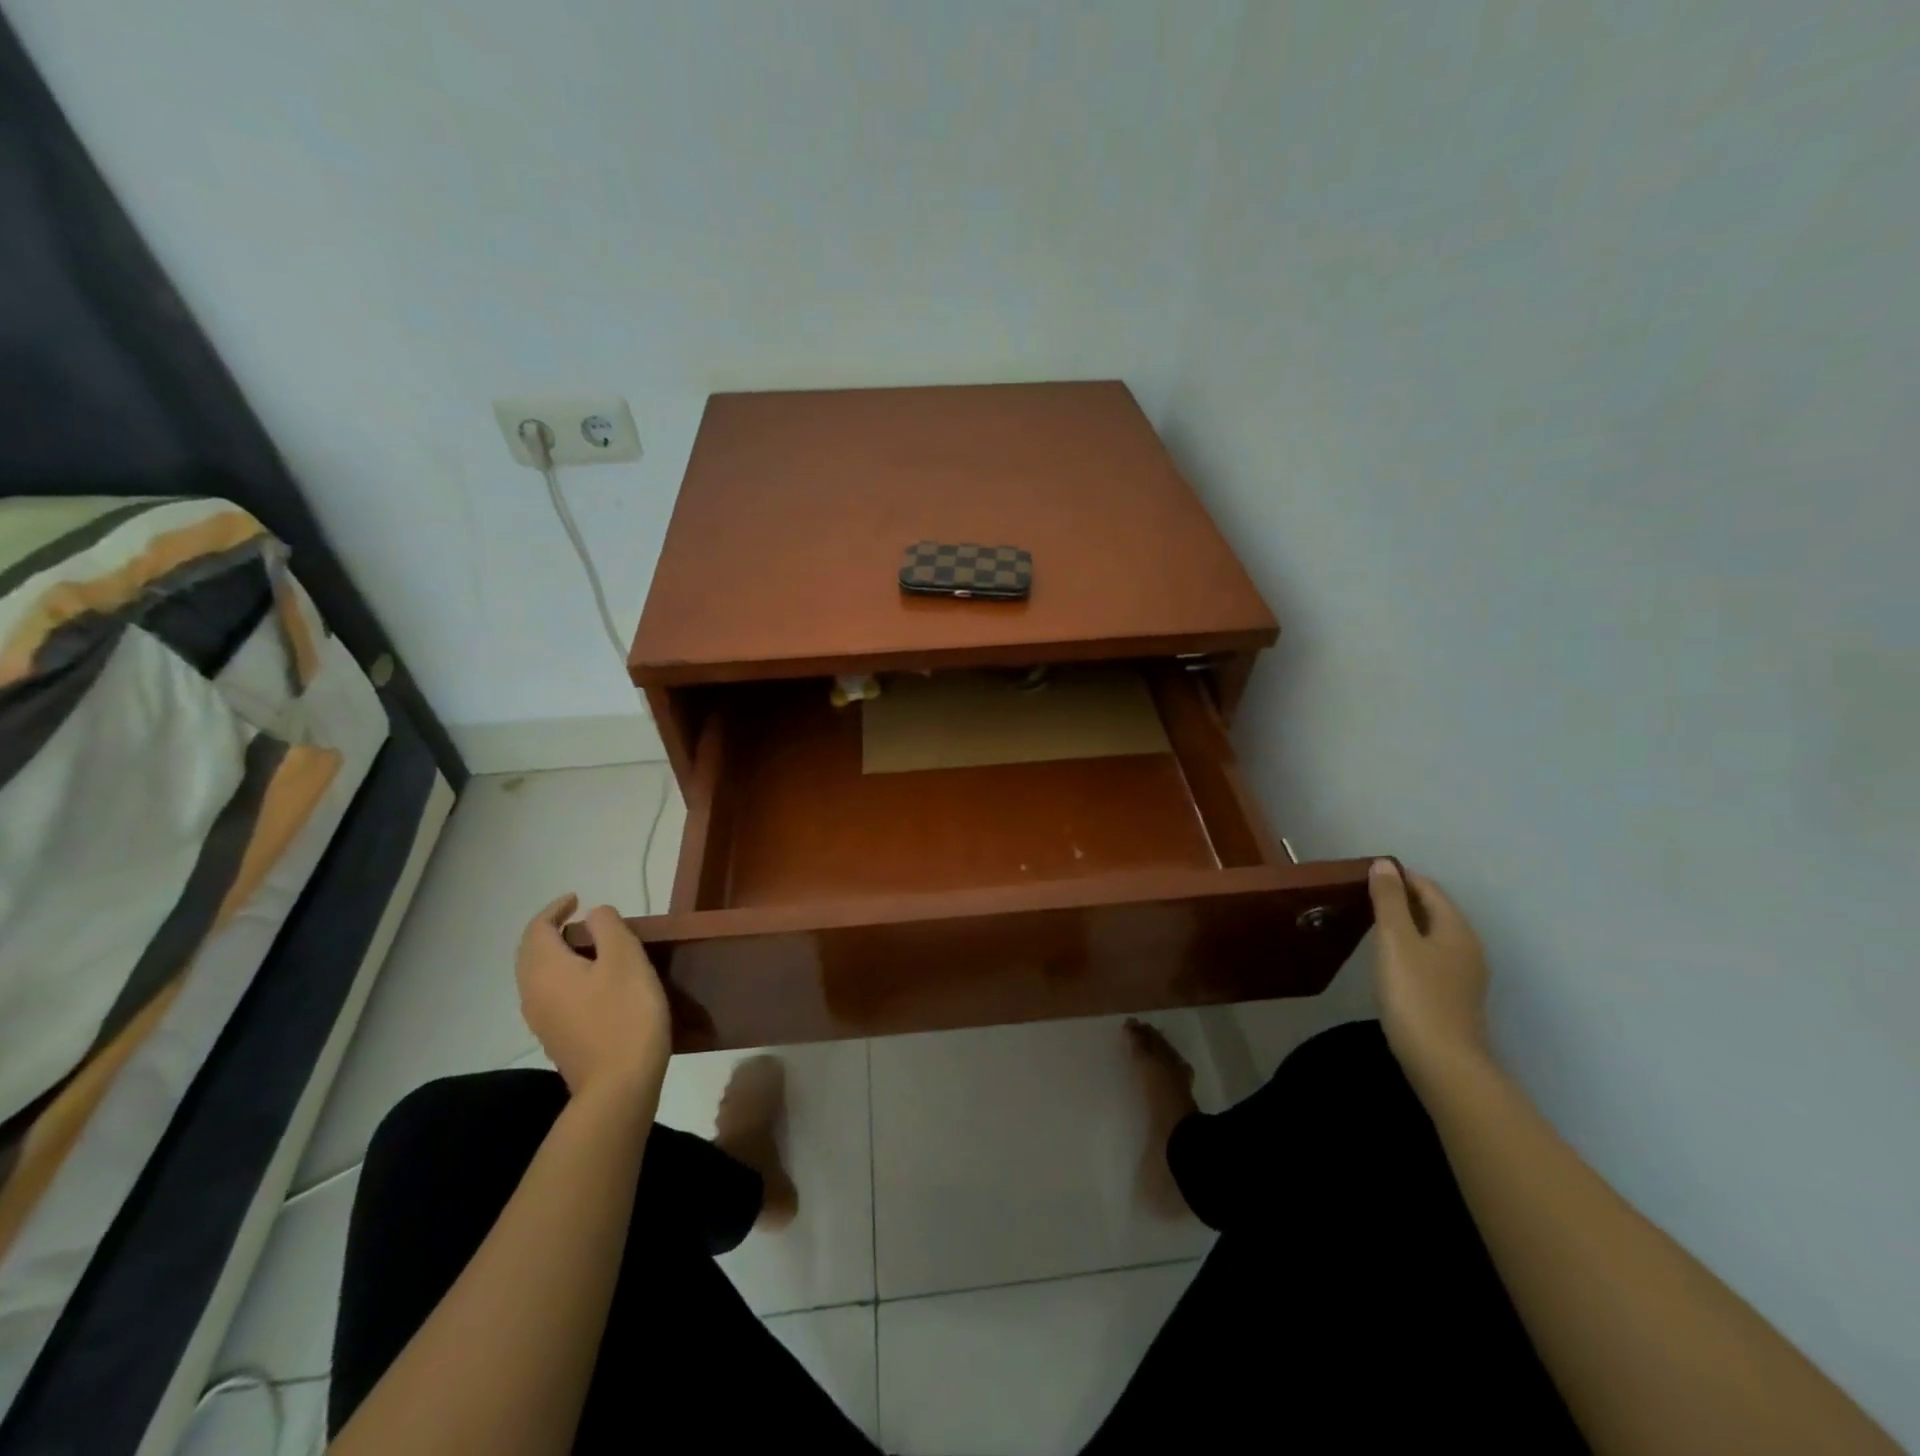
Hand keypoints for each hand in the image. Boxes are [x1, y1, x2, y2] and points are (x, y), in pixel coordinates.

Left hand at [515, 894, 670, 1105]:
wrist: (618, 1087)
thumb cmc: (625, 1015)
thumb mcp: (626, 959)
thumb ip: (608, 927)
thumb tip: (594, 914)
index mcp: (545, 969)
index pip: (537, 928)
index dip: (555, 909)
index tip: (578, 899)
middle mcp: (533, 992)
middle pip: (531, 953)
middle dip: (552, 931)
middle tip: (582, 920)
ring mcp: (541, 1020)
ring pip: (539, 976)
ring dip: (558, 955)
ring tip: (591, 948)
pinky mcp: (557, 1039)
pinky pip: (550, 995)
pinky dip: (565, 977)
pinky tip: (594, 984)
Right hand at [1369, 860, 1492, 1077]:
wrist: (1442, 1062)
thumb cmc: (1415, 995)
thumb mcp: (1395, 941)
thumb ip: (1389, 901)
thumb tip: (1384, 864)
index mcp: (1456, 929)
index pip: (1429, 888)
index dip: (1400, 876)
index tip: (1367, 873)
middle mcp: (1467, 947)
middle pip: (1434, 910)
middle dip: (1403, 898)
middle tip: (1364, 894)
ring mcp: (1464, 975)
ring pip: (1433, 934)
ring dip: (1406, 923)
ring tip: (1371, 922)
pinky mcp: (1454, 997)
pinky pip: (1431, 956)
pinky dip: (1410, 946)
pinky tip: (1389, 958)